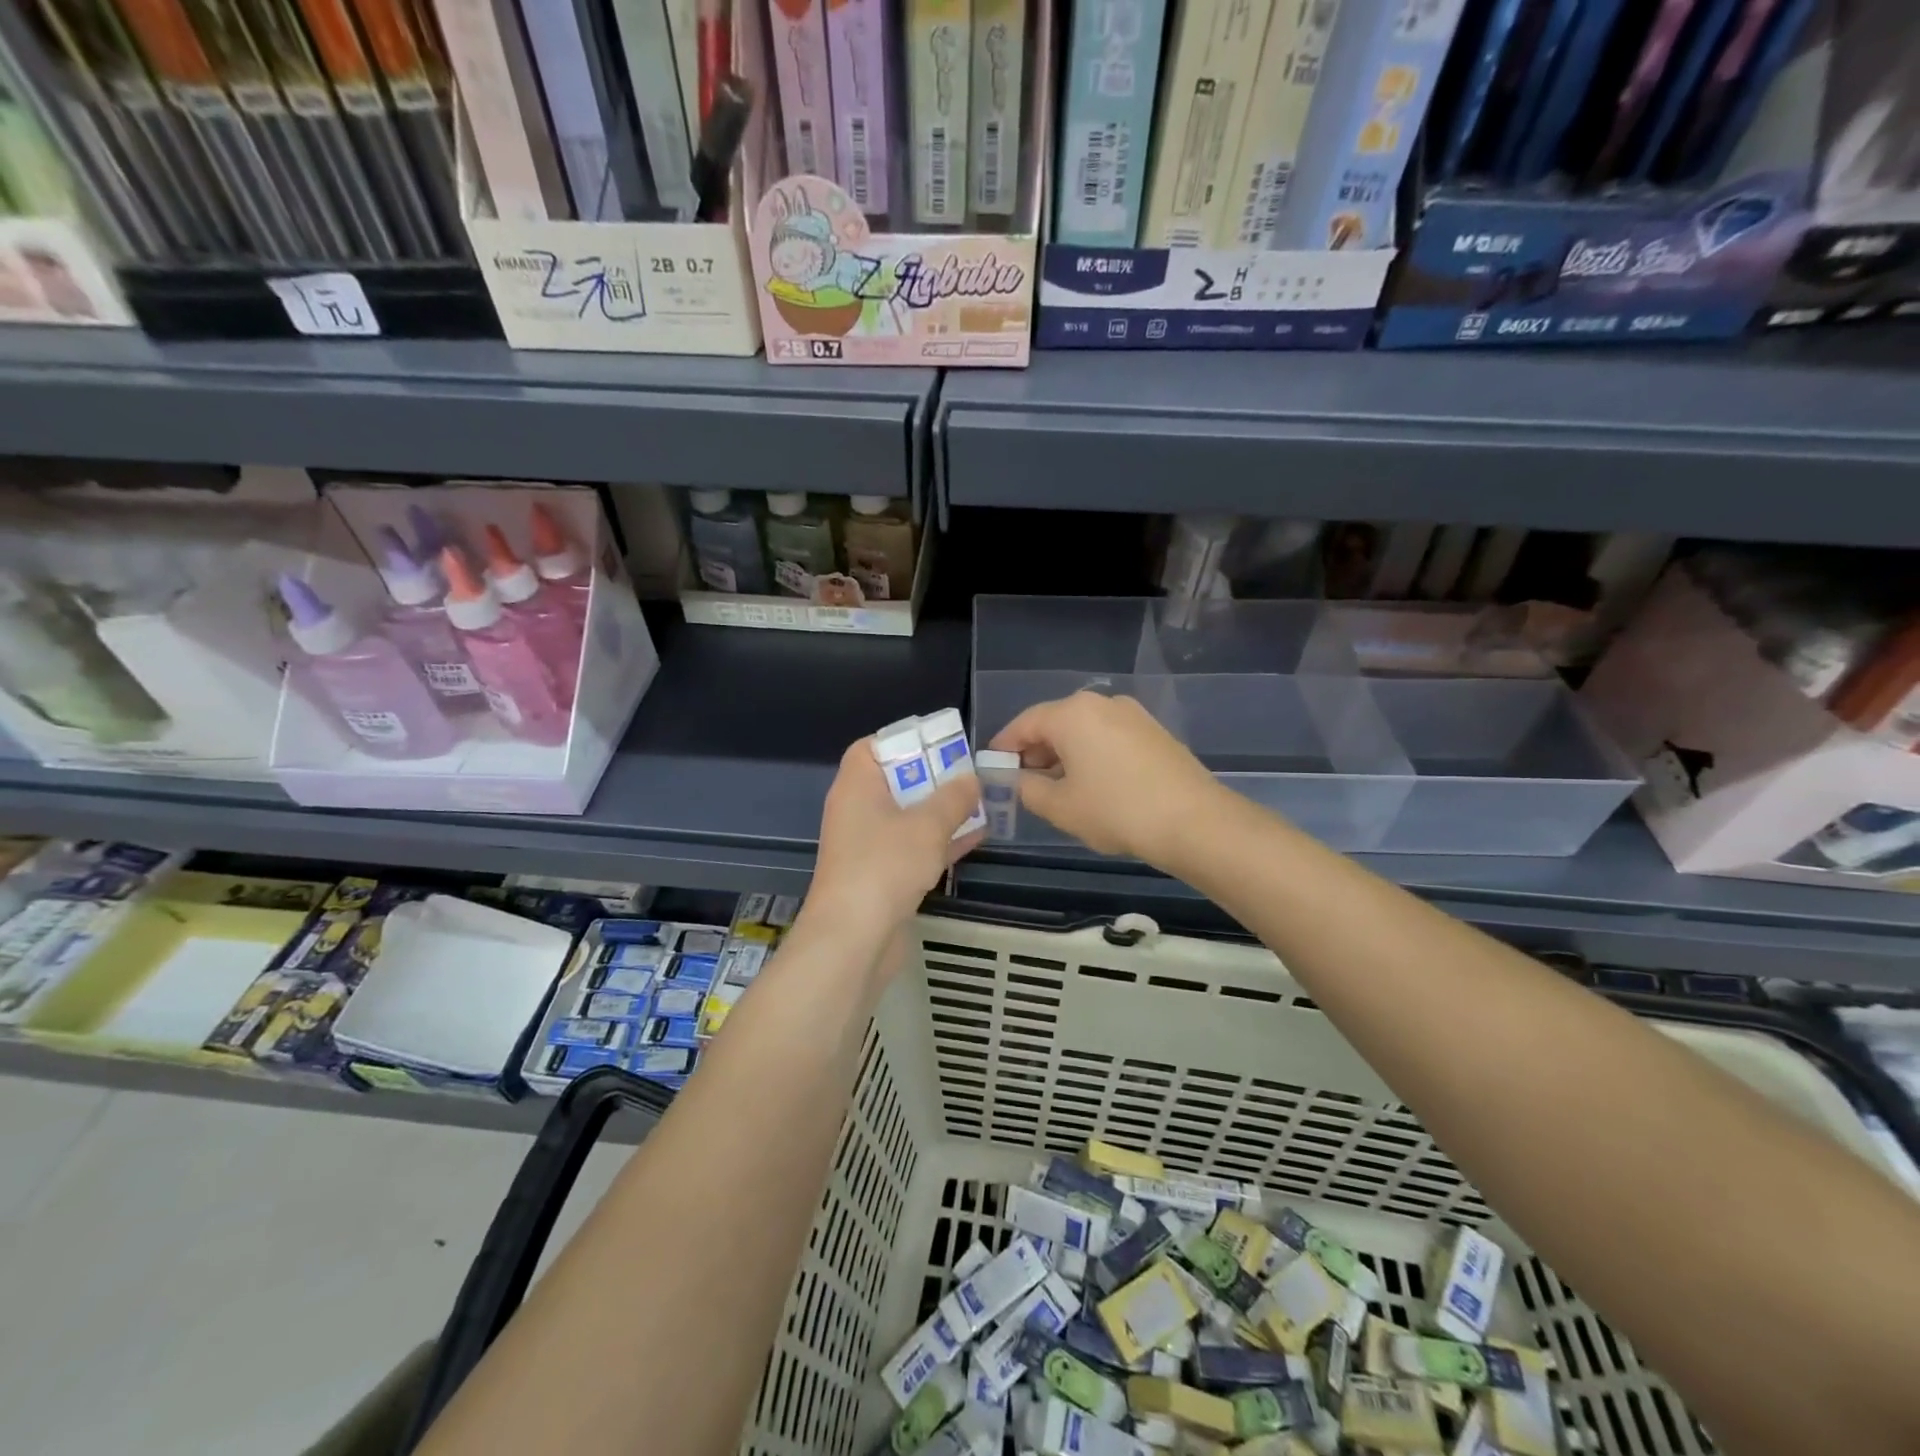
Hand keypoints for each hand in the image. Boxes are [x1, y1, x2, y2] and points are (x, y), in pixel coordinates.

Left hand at [805, 738, 984, 944]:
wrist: (854, 939)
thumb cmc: (885, 866)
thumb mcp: (928, 825)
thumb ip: (953, 798)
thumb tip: (971, 779)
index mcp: (857, 785)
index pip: (871, 748)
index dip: (904, 741)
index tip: (939, 743)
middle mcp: (857, 810)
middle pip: (895, 781)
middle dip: (933, 777)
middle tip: (970, 773)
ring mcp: (868, 845)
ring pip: (908, 816)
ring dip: (941, 810)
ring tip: (982, 801)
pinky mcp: (881, 876)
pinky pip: (913, 847)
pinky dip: (939, 841)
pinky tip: (976, 837)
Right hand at [989, 692, 1222, 863]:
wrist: (1194, 822)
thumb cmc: (1116, 810)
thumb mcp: (1060, 807)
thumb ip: (1028, 790)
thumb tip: (1021, 781)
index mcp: (1072, 713)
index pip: (1024, 723)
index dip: (1004, 746)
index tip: (993, 768)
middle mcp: (1102, 703)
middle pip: (1055, 723)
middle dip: (1035, 751)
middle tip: (1022, 782)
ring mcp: (1132, 715)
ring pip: (1084, 730)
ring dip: (1064, 754)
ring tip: (1056, 788)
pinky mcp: (1154, 732)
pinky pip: (1108, 738)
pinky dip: (1091, 755)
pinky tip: (1092, 785)